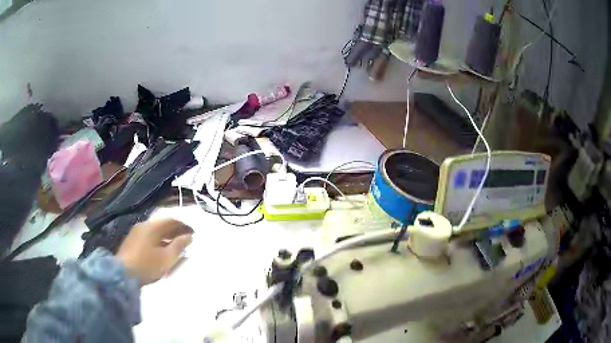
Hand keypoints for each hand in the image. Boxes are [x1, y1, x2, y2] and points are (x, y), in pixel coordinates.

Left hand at [117, 219, 192, 285]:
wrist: (122, 274)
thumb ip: (179, 246)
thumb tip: (189, 236)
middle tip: (186, 242)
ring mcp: (136, 233)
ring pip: (155, 232)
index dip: (184, 226)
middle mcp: (143, 225)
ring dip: (167, 238)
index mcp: (152, 226)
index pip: (172, 220)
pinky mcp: (131, 242)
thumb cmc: (147, 265)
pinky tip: (161, 252)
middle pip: (163, 225)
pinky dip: (158, 242)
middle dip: (176, 232)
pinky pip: (149, 237)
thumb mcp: (167, 258)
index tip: (193, 234)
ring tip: (175, 249)